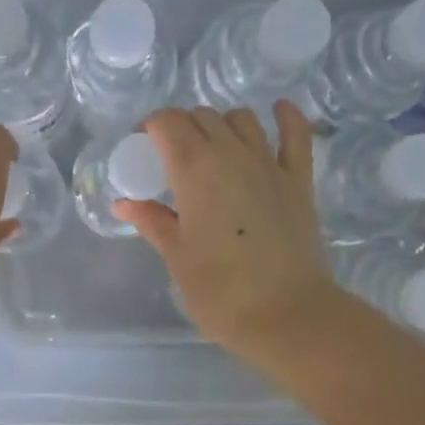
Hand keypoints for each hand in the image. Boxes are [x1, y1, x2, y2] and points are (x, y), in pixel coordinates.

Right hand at [115, 102, 341, 359]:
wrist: (286, 314)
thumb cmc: (220, 292)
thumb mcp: (177, 257)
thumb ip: (153, 221)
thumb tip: (125, 203)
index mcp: (194, 171)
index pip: (168, 123)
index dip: (151, 127)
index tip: (142, 147)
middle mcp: (232, 154)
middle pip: (202, 117)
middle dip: (181, 127)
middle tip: (171, 156)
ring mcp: (269, 164)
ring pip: (242, 119)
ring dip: (221, 123)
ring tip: (212, 147)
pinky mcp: (299, 180)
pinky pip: (296, 133)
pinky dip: (285, 116)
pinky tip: (277, 110)